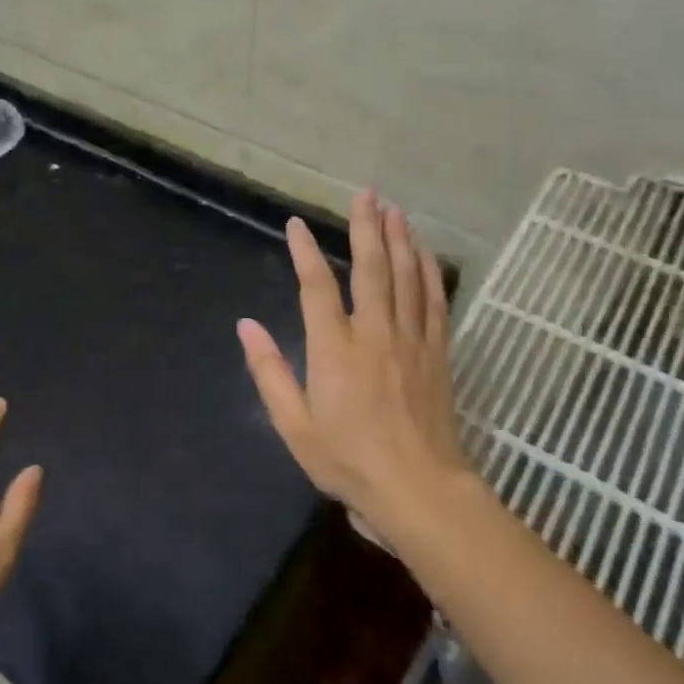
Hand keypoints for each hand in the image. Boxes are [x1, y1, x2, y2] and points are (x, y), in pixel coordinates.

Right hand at [237, 191, 470, 538]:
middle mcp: (374, 334)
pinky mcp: (437, 354)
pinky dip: (430, 273)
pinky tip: (426, 253)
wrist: (419, 490)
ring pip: (407, 277)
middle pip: (372, 268)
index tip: (296, 225)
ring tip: (395, 209)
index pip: (317, 288)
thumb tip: (246, 325)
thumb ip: (269, 372)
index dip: (305, 253)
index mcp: (334, 350)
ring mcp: (411, 341)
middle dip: (367, 227)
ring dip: (401, 239)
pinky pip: (435, 302)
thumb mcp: (294, 425)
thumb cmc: (348, 461)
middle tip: (367, 193)